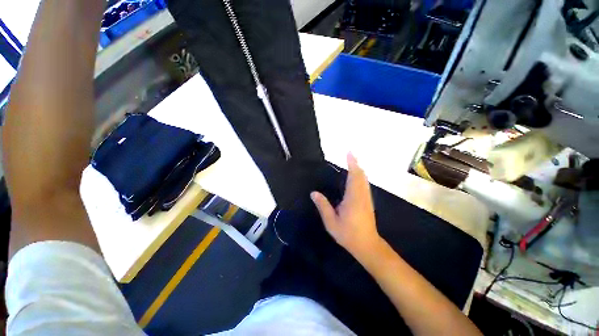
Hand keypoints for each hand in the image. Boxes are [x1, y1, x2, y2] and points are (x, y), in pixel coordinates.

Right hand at [311, 153, 381, 258]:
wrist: (367, 245)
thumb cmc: (348, 234)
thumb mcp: (331, 222)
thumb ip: (323, 206)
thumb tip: (314, 193)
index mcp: (353, 198)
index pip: (353, 176)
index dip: (352, 164)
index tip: (349, 153)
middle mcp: (362, 195)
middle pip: (361, 175)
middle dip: (355, 164)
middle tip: (349, 154)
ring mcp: (366, 198)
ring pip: (364, 179)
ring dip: (358, 169)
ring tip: (352, 162)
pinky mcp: (368, 201)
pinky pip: (365, 184)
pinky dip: (361, 176)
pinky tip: (357, 176)